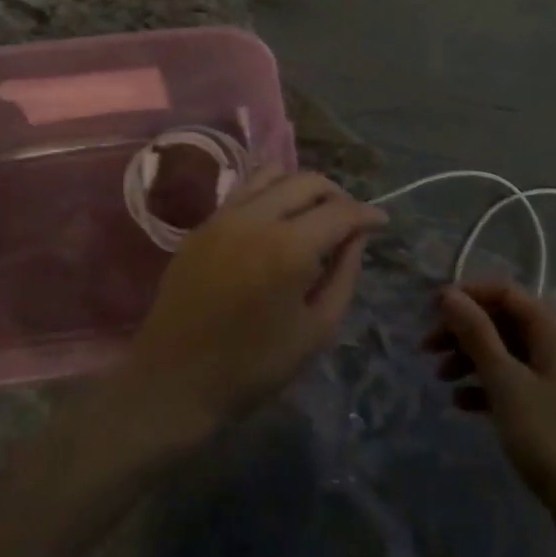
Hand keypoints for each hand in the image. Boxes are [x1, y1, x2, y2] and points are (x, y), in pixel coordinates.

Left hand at [113, 167, 386, 450]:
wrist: (174, 381)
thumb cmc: (254, 366)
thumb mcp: (317, 329)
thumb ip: (344, 276)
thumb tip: (356, 237)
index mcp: (289, 248)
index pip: (340, 211)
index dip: (367, 214)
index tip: (381, 223)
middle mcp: (256, 218)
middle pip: (308, 181)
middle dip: (337, 195)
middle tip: (349, 220)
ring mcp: (223, 217)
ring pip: (272, 174)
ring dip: (301, 187)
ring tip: (313, 213)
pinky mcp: (202, 225)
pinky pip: (244, 191)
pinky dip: (270, 193)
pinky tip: (277, 220)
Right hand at [425, 282, 555, 531]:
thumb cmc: (549, 435)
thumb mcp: (505, 381)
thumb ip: (476, 333)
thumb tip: (449, 294)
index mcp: (552, 327)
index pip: (504, 292)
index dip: (466, 296)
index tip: (430, 312)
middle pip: (503, 321)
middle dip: (463, 330)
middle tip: (427, 349)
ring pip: (505, 351)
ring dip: (470, 358)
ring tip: (440, 378)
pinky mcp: (553, 405)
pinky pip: (514, 380)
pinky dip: (486, 385)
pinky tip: (461, 403)